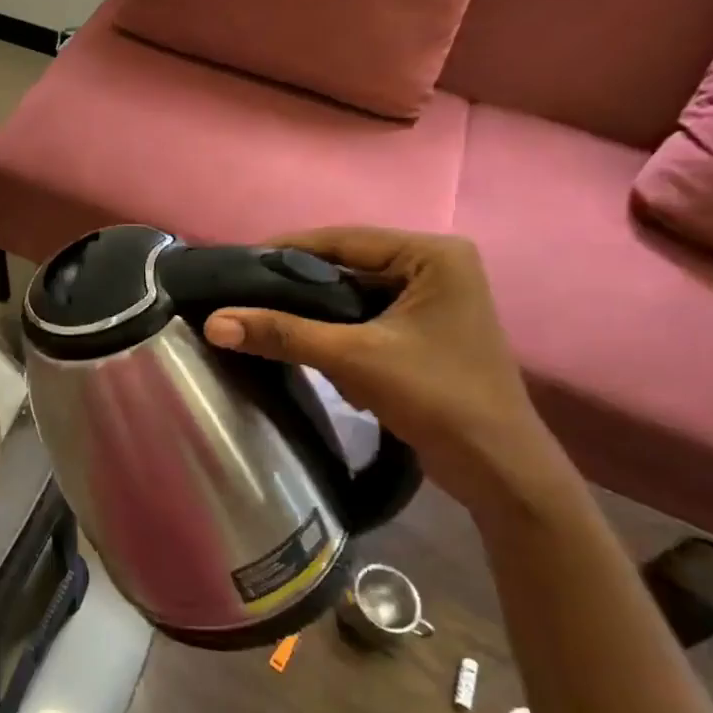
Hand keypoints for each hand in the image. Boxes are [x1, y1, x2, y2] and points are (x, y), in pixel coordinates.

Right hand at [203, 227, 570, 518]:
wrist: (500, 473)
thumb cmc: (438, 398)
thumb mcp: (353, 358)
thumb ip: (282, 334)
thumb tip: (213, 323)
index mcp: (432, 254)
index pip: (342, 239)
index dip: (285, 251)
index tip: (235, 265)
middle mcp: (435, 267)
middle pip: (346, 266)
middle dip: (297, 287)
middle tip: (242, 296)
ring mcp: (431, 300)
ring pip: (351, 295)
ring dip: (314, 313)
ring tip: (263, 321)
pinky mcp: (423, 332)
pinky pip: (364, 318)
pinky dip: (336, 333)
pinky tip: (307, 350)